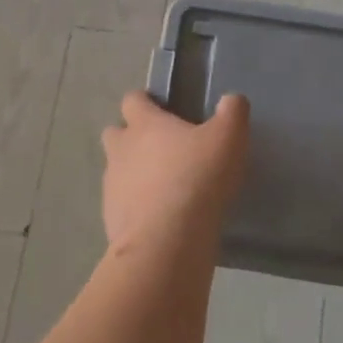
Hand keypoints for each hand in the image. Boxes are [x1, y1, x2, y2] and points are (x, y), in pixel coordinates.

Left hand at [100, 91, 250, 250]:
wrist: (166, 242)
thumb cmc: (196, 179)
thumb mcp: (228, 139)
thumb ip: (232, 113)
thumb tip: (231, 100)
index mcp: (144, 124)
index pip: (133, 100)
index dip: (146, 102)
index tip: (163, 110)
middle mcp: (120, 150)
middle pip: (115, 133)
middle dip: (131, 137)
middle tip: (161, 149)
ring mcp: (111, 186)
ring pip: (116, 170)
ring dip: (133, 174)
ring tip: (163, 188)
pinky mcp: (111, 219)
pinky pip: (121, 205)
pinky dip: (136, 207)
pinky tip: (159, 219)